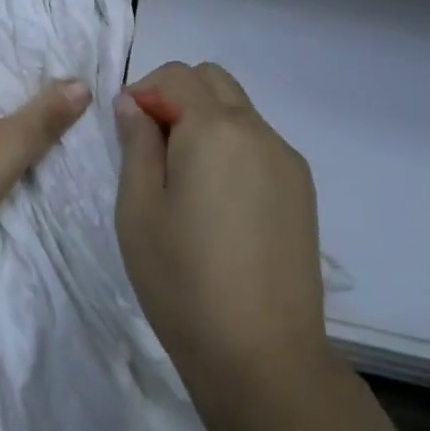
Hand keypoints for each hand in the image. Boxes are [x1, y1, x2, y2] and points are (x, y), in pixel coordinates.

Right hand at [114, 62, 327, 392]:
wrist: (262, 355)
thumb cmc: (182, 279)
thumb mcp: (138, 208)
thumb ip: (136, 143)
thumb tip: (134, 104)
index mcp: (215, 129)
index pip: (177, 75)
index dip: (144, 91)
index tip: (127, 131)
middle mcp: (259, 131)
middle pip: (214, 81)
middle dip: (176, 96)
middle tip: (152, 148)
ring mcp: (287, 161)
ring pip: (239, 111)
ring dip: (205, 122)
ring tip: (184, 181)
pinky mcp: (302, 191)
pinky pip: (259, 145)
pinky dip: (230, 148)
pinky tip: (217, 203)